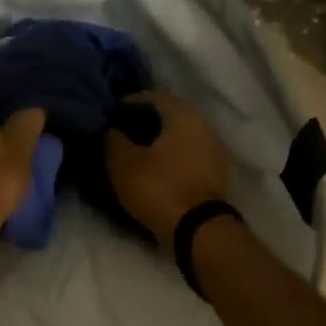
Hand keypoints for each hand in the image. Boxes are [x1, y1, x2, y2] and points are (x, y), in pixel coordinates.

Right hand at [105, 89, 229, 250]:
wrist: (198, 229)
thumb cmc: (159, 187)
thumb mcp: (123, 163)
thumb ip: (113, 139)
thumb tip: (111, 128)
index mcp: (183, 115)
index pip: (153, 95)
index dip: (129, 102)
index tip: (110, 115)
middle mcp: (204, 125)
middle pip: (170, 114)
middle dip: (144, 121)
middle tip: (121, 133)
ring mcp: (214, 149)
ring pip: (180, 134)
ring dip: (159, 139)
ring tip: (135, 152)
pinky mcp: (215, 172)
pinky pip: (188, 153)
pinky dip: (171, 155)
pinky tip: (155, 168)